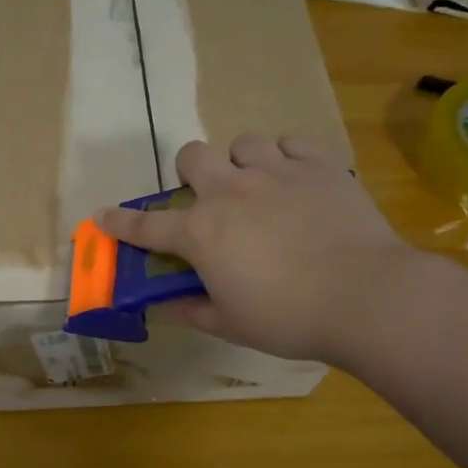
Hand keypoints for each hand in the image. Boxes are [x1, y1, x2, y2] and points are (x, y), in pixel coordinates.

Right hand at [95, 134, 417, 363]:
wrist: (365, 296)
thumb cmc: (288, 317)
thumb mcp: (231, 325)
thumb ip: (191, 311)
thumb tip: (163, 309)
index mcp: (202, 232)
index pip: (147, 225)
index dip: (120, 221)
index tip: (102, 216)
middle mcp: (230, 192)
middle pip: (192, 157)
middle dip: (191, 174)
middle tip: (209, 200)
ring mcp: (276, 172)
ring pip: (243, 143)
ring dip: (241, 163)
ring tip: (259, 188)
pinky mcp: (319, 165)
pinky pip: (292, 143)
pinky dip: (287, 159)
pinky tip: (296, 182)